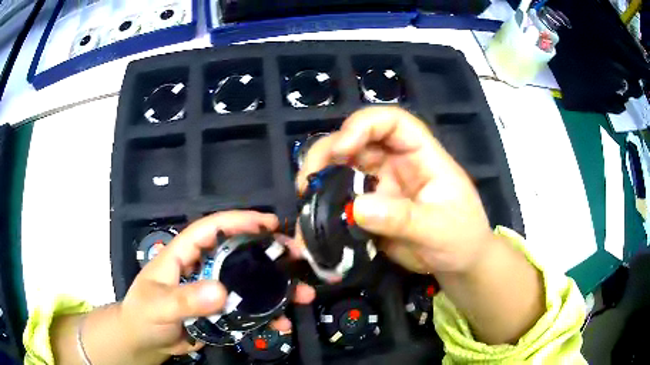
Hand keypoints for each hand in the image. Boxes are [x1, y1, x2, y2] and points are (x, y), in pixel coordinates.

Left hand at [120, 211, 315, 358]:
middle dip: (268, 253)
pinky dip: (266, 315)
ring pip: (248, 283)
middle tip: (295, 258)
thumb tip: (221, 291)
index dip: (239, 221)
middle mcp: (202, 267)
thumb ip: (185, 299)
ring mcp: (213, 290)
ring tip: (300, 294)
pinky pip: (247, 309)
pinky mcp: (220, 311)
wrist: (146, 341)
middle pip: (238, 253)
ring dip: (275, 288)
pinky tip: (281, 322)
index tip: (269, 223)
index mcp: (183, 254)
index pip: (211, 229)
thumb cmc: (144, 315)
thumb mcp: (160, 306)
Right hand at [296, 106, 495, 274]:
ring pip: (343, 168)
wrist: (458, 263)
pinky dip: (324, 207)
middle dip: (328, 153)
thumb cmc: (461, 237)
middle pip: (357, 141)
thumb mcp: (438, 228)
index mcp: (421, 154)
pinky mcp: (370, 208)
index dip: (364, 125)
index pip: (392, 122)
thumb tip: (358, 208)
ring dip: (320, 179)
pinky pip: (342, 199)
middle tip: (308, 181)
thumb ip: (403, 218)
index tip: (342, 149)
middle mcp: (397, 163)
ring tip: (305, 200)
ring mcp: (381, 185)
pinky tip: (312, 221)